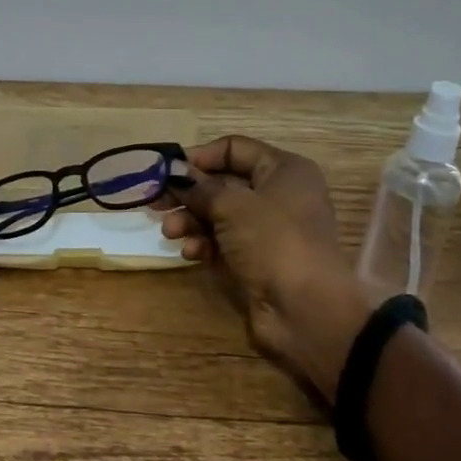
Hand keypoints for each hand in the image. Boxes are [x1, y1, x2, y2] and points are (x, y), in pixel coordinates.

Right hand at [161, 135, 373, 400]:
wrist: (306, 311)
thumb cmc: (273, 241)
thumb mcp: (231, 205)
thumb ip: (199, 186)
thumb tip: (175, 174)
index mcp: (284, 170)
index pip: (234, 148)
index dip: (199, 156)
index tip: (167, 170)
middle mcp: (278, 195)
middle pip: (222, 183)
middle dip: (188, 193)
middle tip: (155, 202)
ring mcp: (268, 229)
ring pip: (219, 214)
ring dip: (190, 220)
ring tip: (169, 233)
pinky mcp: (258, 259)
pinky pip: (223, 241)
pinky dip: (204, 243)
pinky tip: (190, 253)